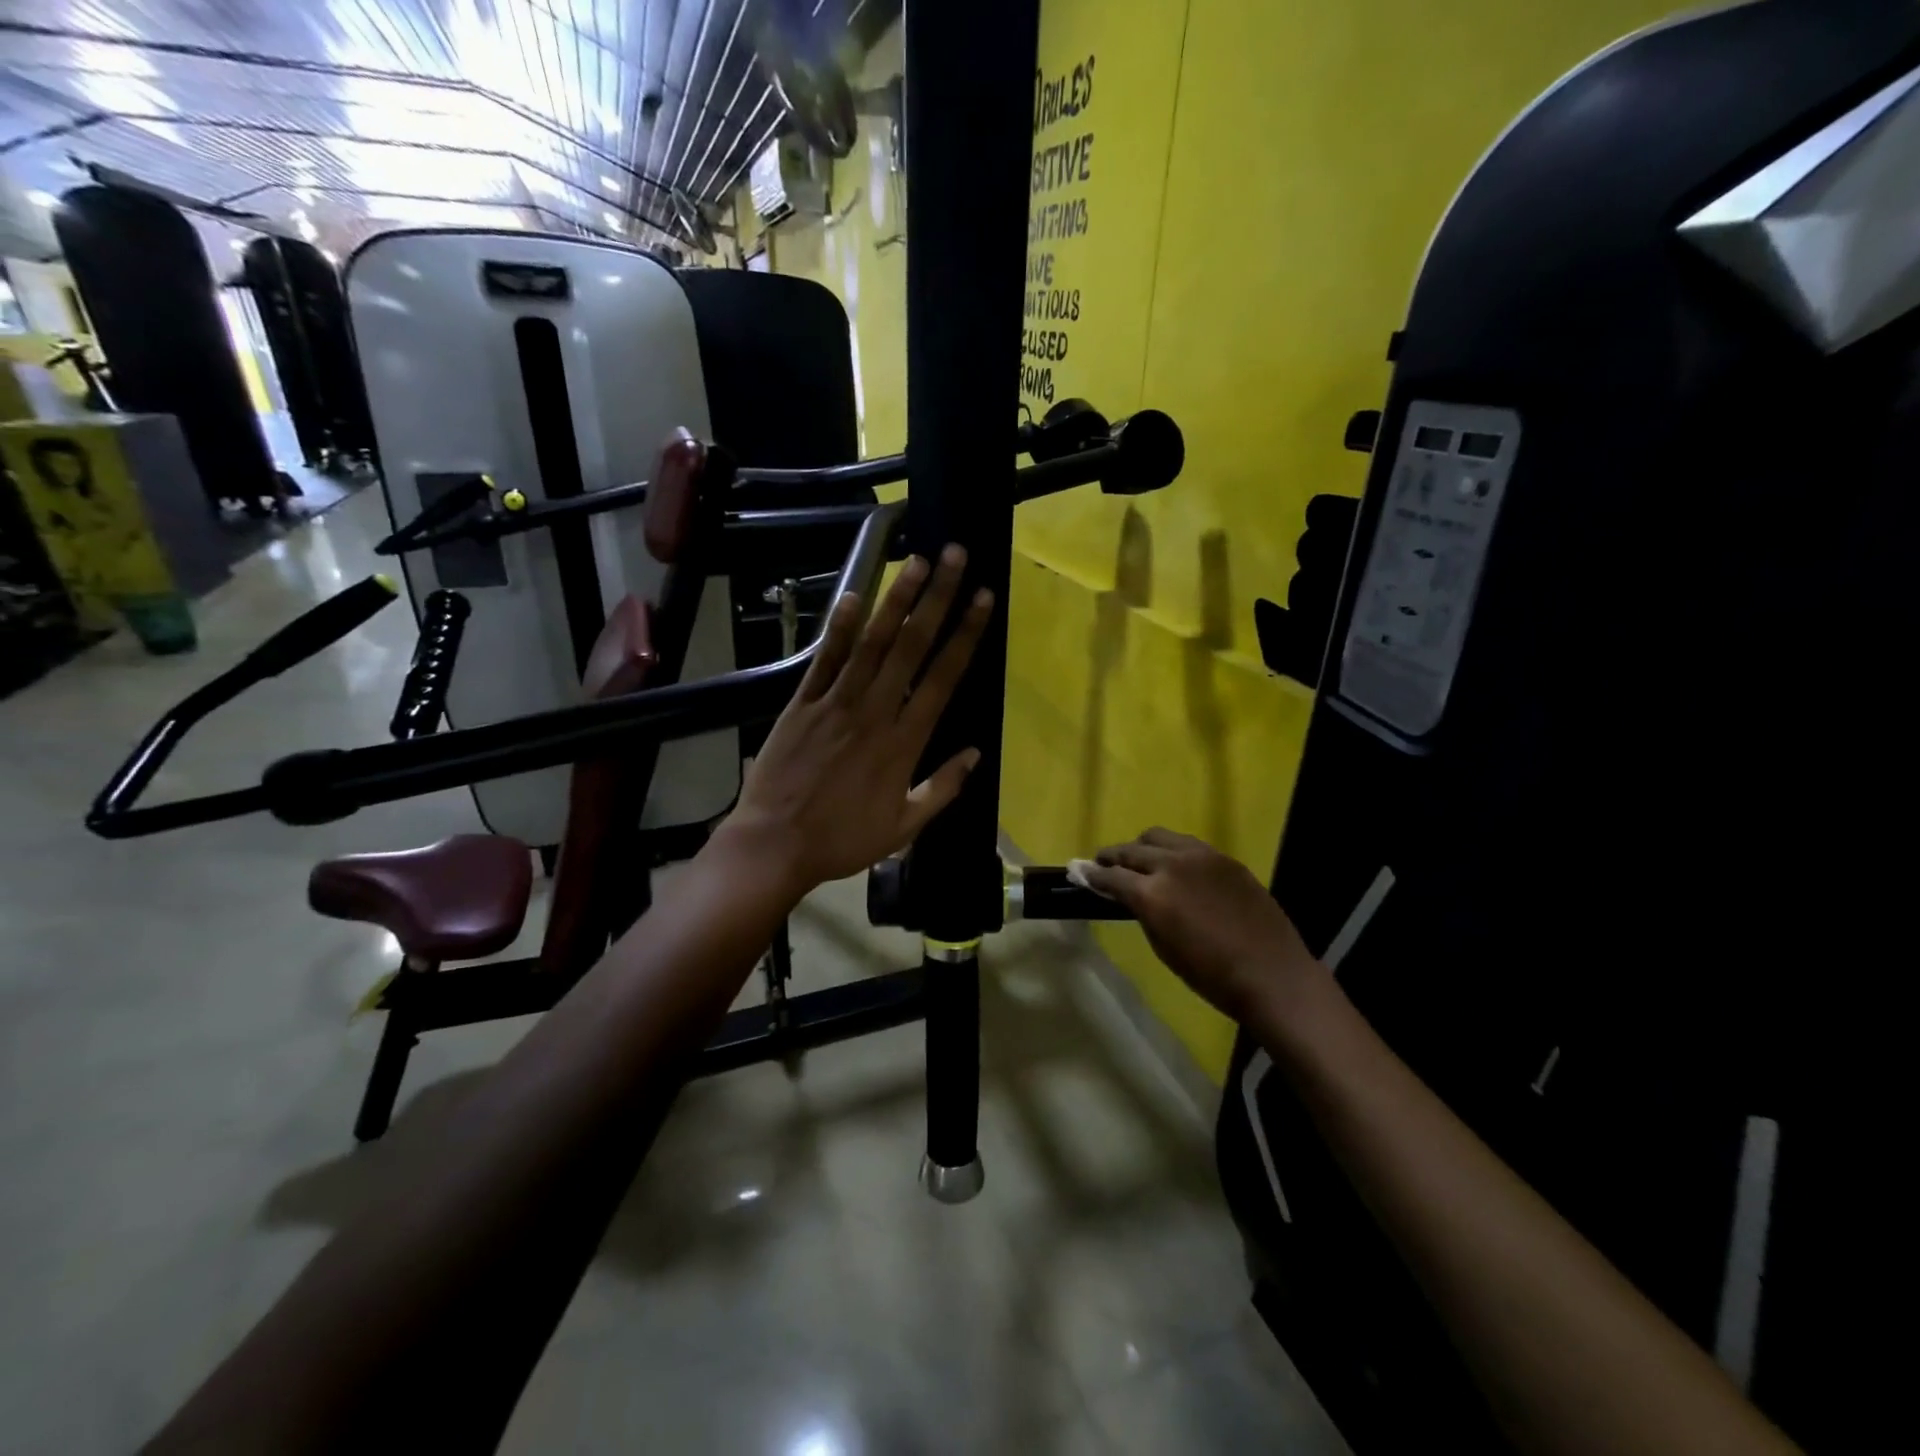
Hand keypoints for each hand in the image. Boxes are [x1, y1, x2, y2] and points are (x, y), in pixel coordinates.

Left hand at [715, 545, 992, 899]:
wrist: (775, 844)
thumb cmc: (843, 839)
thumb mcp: (903, 827)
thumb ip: (942, 789)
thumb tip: (975, 754)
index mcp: (904, 743)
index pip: (943, 678)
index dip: (965, 635)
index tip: (982, 598)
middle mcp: (874, 712)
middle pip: (912, 647)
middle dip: (937, 598)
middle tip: (954, 556)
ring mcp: (835, 704)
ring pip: (871, 643)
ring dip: (895, 600)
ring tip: (915, 561)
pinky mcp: (801, 704)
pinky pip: (823, 660)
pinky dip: (837, 627)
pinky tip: (852, 594)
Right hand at [1080, 828, 1323, 1024]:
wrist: (1272, 974)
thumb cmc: (1211, 975)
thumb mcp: (1164, 947)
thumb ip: (1142, 912)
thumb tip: (1128, 895)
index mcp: (1151, 894)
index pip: (1110, 876)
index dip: (1091, 875)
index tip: (1078, 871)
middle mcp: (1172, 865)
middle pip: (1131, 850)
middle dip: (1112, 857)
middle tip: (1102, 864)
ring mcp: (1201, 856)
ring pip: (1158, 837)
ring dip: (1141, 847)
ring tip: (1138, 861)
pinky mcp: (1224, 857)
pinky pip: (1187, 845)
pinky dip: (1172, 851)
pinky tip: (1175, 867)